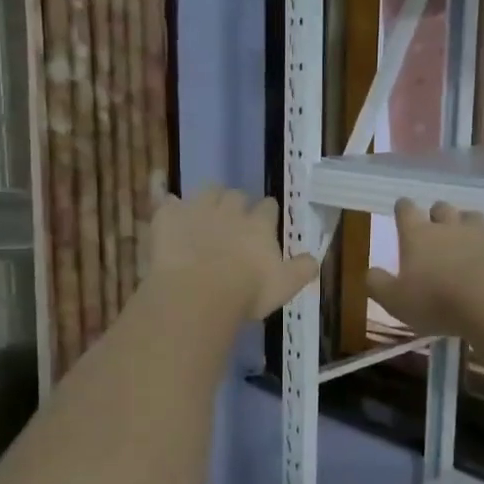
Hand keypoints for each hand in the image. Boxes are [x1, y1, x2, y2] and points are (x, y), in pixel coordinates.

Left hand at [145, 188, 320, 321]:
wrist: (197, 292)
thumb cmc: (246, 292)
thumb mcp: (284, 286)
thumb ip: (302, 270)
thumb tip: (314, 259)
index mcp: (259, 225)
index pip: (268, 207)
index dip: (266, 212)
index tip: (264, 220)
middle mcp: (230, 209)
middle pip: (236, 195)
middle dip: (236, 203)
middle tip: (232, 220)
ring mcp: (197, 209)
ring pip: (206, 191)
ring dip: (207, 198)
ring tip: (204, 213)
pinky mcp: (169, 216)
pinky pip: (169, 200)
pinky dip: (171, 206)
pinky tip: (169, 213)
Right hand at [367, 199, 483, 339]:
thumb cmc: (438, 302)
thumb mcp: (396, 302)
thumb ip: (378, 285)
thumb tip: (370, 272)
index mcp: (418, 236)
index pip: (406, 211)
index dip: (403, 208)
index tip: (402, 207)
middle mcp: (450, 225)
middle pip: (442, 208)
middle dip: (438, 214)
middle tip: (437, 226)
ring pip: (474, 217)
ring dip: (469, 226)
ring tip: (469, 242)